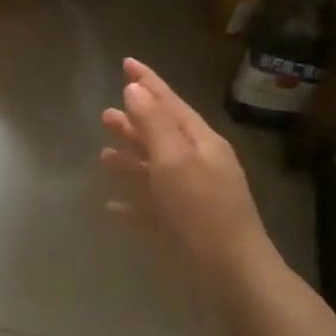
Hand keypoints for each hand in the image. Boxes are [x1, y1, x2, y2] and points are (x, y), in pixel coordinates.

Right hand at [100, 59, 282, 292]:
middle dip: (134, 122)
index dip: (148, 82)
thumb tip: (135, 88)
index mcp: (201, 142)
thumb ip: (154, 123)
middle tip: (104, 115)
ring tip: (103, 155)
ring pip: (155, 169)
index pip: (170, 102)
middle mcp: (198, 163)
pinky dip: (133, 201)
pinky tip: (112, 206)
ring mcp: (192, 196)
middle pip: (161, 134)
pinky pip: (153, 206)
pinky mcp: (184, 226)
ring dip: (130, 159)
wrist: (232, 274)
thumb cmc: (202, 210)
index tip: (126, 62)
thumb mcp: (175, 160)